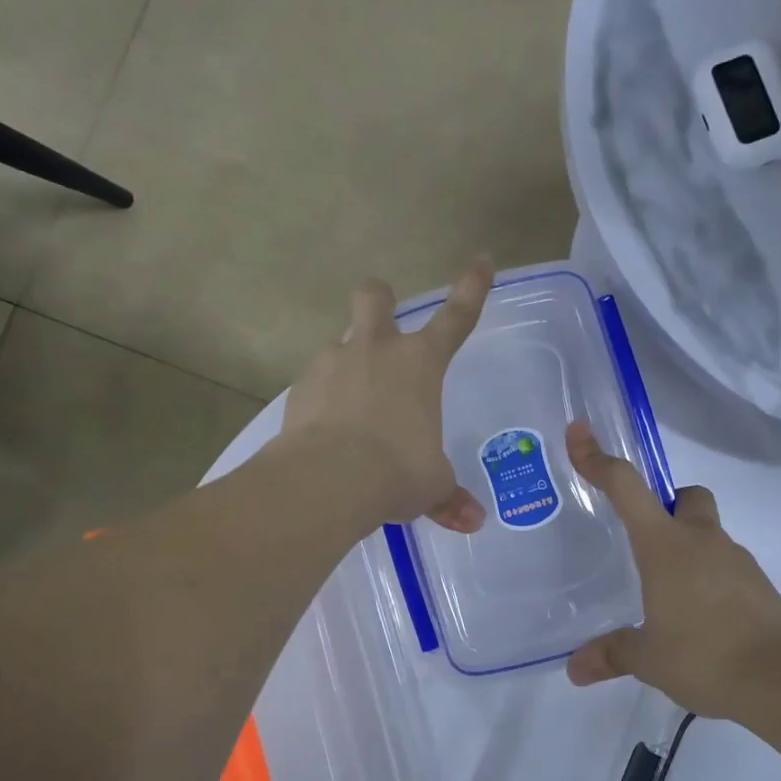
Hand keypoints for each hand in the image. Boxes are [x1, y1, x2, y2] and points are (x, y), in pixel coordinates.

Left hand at [282, 257, 492, 531]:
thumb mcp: (431, 486)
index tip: (481, 259)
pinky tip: (323, 433)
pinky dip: (321, 402)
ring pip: (338, 344)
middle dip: (380, 300)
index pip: (457, 316)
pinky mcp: (299, 389)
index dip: (472, 287)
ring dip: (346, 364)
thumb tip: (473, 521)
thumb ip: (449, 498)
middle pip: (375, 297)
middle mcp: (376, 351)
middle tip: (381, 320)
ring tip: (350, 408)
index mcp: (420, 364)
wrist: (329, 480)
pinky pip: (314, 385)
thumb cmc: (397, 472)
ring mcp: (332, 364)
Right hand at [564, 421, 780, 717]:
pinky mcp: (761, 587)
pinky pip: (727, 568)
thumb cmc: (704, 656)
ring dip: (689, 550)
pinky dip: (711, 580)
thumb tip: (575, 669)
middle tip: (647, 541)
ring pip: (709, 534)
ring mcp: (737, 561)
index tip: (580, 433)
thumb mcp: (649, 658)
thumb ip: (612, 654)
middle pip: (687, 496)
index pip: (627, 488)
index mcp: (665, 545)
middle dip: (668, 505)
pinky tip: (701, 619)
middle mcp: (702, 541)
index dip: (599, 460)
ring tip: (670, 596)